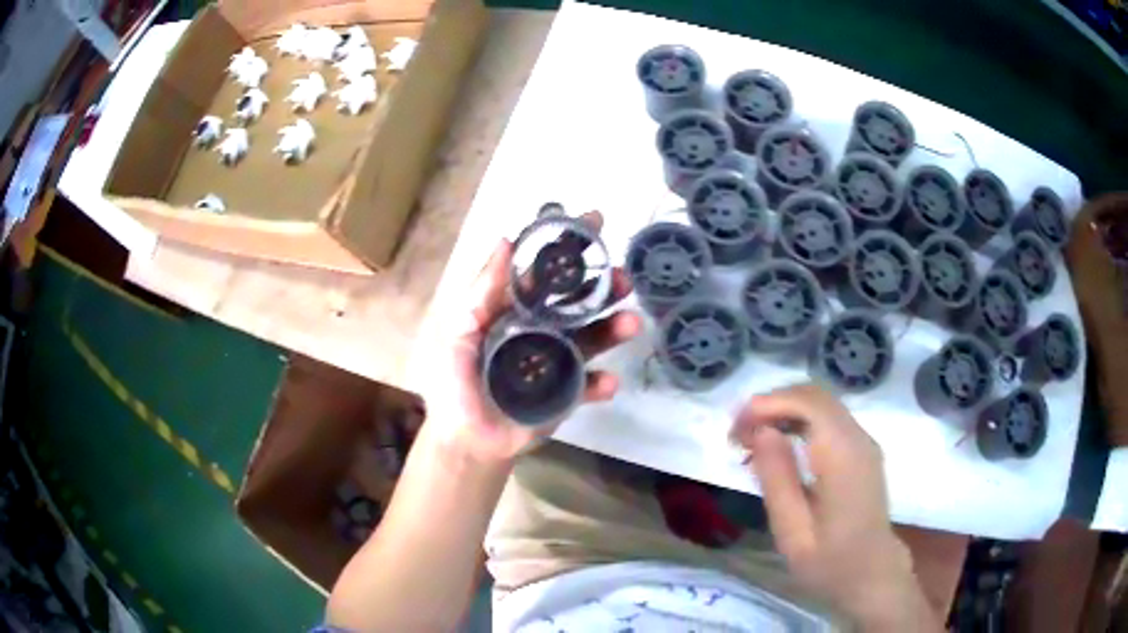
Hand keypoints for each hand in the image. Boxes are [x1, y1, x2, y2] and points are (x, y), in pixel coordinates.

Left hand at [423, 212, 641, 465]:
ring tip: (630, 323)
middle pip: (579, 301)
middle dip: (604, 286)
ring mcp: (558, 360)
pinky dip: (602, 383)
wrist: (467, 439)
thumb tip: (506, 240)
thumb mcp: (458, 332)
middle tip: (623, 278)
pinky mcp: (567, 394)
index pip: (544, 272)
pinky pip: (590, 385)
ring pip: (593, 338)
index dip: (568, 247)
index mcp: (514, 310)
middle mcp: (541, 328)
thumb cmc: (455, 383)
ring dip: (614, 328)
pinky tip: (607, 382)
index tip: (594, 221)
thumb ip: (481, 292)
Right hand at [730, 384, 938, 630]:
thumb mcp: (793, 533)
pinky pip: (828, 419)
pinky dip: (798, 421)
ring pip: (821, 403)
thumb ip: (778, 479)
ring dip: (784, 411)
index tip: (735, 426)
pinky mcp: (861, 449)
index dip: (769, 403)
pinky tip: (778, 445)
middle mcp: (858, 439)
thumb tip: (761, 431)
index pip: (809, 403)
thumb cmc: (829, 563)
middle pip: (815, 395)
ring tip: (751, 439)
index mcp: (843, 458)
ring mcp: (863, 442)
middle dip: (772, 403)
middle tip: (738, 433)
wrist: (872, 573)